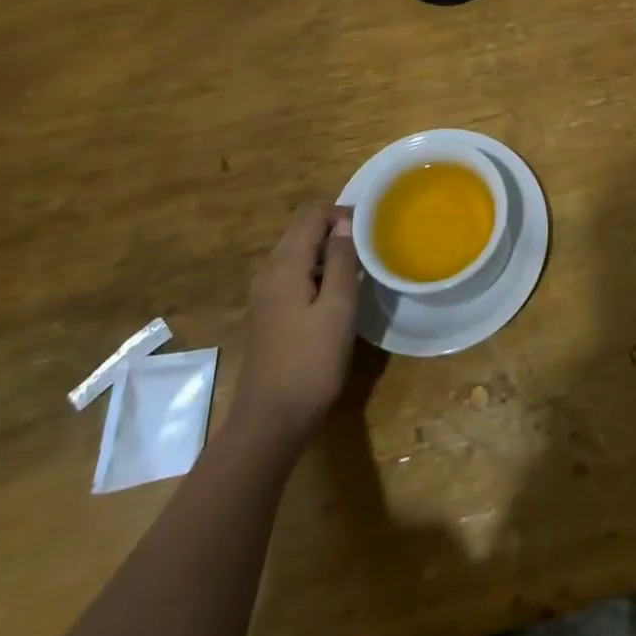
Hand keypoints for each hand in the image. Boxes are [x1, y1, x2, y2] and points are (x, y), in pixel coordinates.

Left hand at [233, 207, 360, 445]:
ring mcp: (265, 294)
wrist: (270, 421)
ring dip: (327, 253)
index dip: (342, 214)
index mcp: (285, 264)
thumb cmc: (311, 361)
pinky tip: (336, 296)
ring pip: (298, 253)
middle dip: (335, 231)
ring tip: (358, 271)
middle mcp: (269, 271)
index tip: (370, 231)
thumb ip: (342, 259)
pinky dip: (316, 273)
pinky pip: (293, 275)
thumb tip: (345, 223)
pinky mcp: (268, 313)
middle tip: (368, 250)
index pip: (313, 215)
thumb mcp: (338, 307)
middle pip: (302, 231)